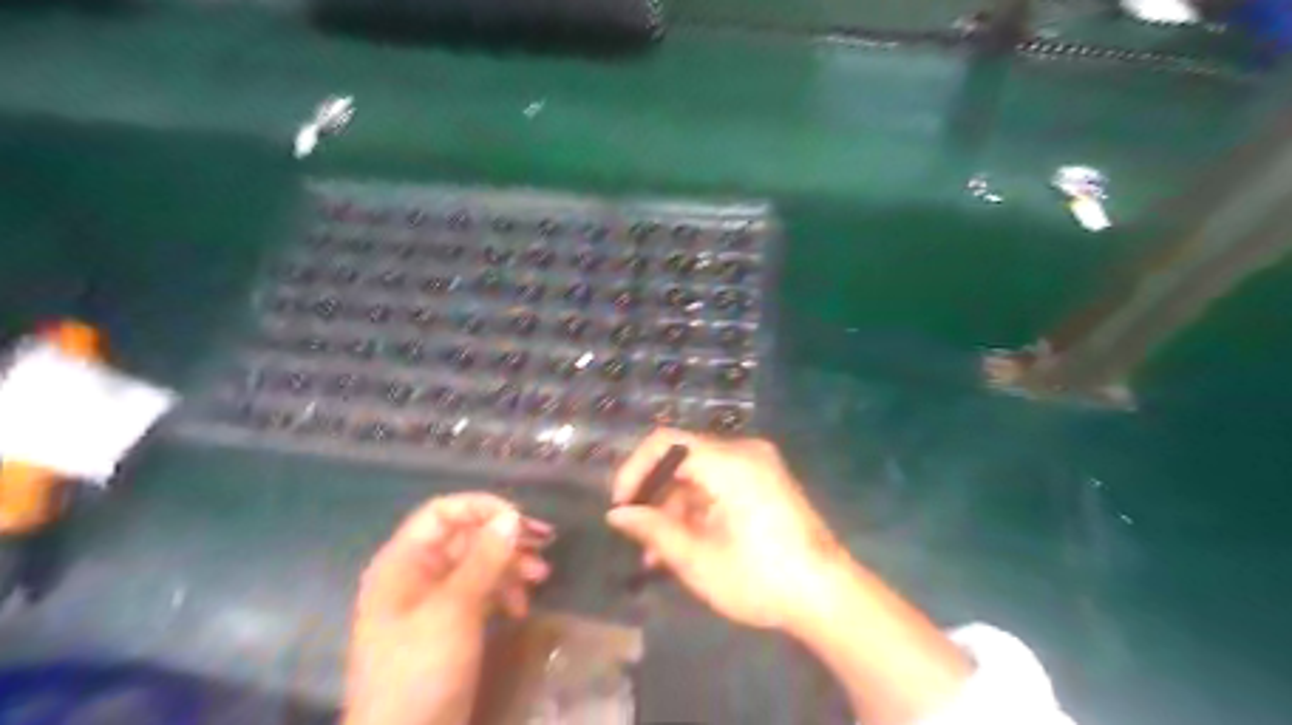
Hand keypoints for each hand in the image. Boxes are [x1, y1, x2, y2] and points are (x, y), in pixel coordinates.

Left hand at [346, 497, 550, 723]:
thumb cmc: (419, 669)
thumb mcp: (454, 609)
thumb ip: (484, 559)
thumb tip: (512, 516)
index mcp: (404, 562)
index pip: (443, 513)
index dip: (482, 508)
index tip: (521, 520)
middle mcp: (417, 575)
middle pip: (465, 537)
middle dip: (505, 540)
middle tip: (545, 545)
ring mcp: (434, 602)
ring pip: (478, 565)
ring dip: (511, 566)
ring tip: (542, 578)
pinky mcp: (450, 626)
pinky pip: (480, 593)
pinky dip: (503, 593)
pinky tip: (522, 607)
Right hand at [609, 431, 850, 628]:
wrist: (828, 596)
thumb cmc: (760, 578)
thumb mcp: (698, 559)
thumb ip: (653, 530)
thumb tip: (616, 514)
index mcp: (729, 461)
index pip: (665, 443)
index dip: (635, 470)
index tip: (620, 506)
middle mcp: (744, 451)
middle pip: (682, 458)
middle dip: (654, 495)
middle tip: (635, 534)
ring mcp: (758, 465)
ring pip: (699, 474)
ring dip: (674, 507)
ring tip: (655, 554)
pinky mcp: (765, 482)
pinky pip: (719, 484)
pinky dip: (698, 508)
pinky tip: (684, 544)